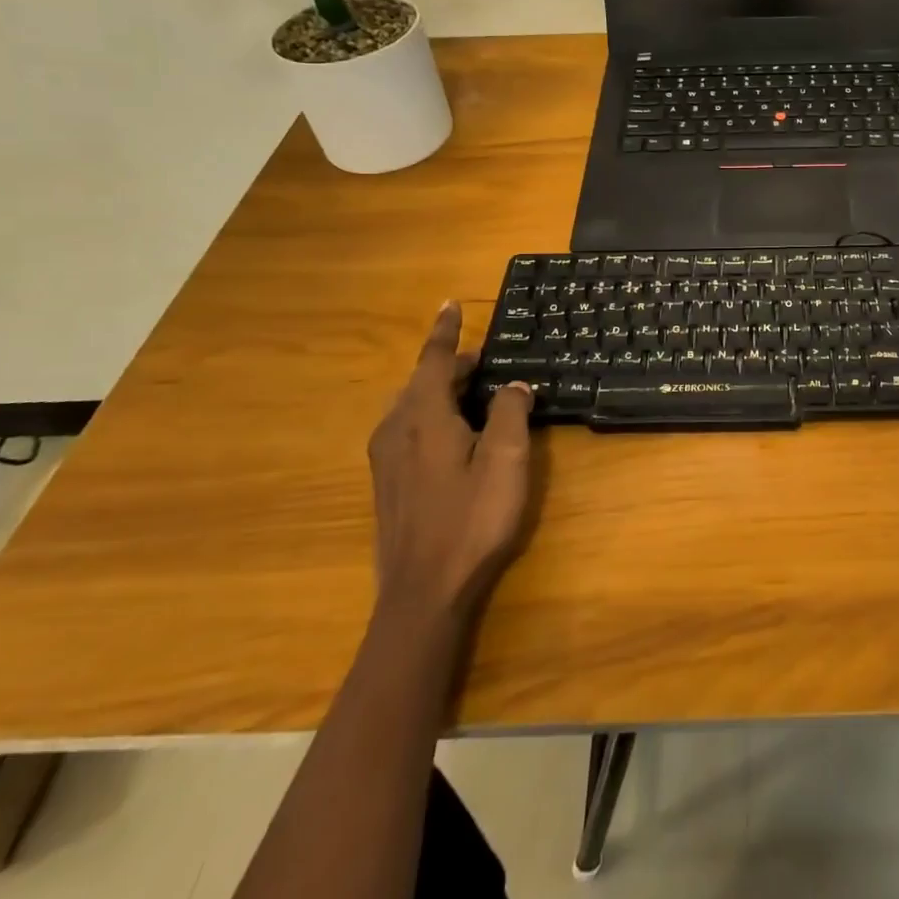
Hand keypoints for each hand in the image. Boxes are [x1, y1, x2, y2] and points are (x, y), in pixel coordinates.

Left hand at [366, 301, 535, 621]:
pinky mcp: (387, 484)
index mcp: (423, 416)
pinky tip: (452, 433)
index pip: (435, 359)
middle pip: (421, 382)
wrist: (423, 595)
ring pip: (411, 406)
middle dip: (451, 364)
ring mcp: (385, 459)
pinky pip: (407, 429)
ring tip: (472, 391)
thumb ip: (509, 412)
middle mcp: (395, 429)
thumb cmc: (471, 520)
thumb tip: (514, 385)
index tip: (450, 304)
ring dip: (441, 390)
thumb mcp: (505, 459)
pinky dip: (431, 414)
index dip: (446, 331)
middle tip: (484, 358)